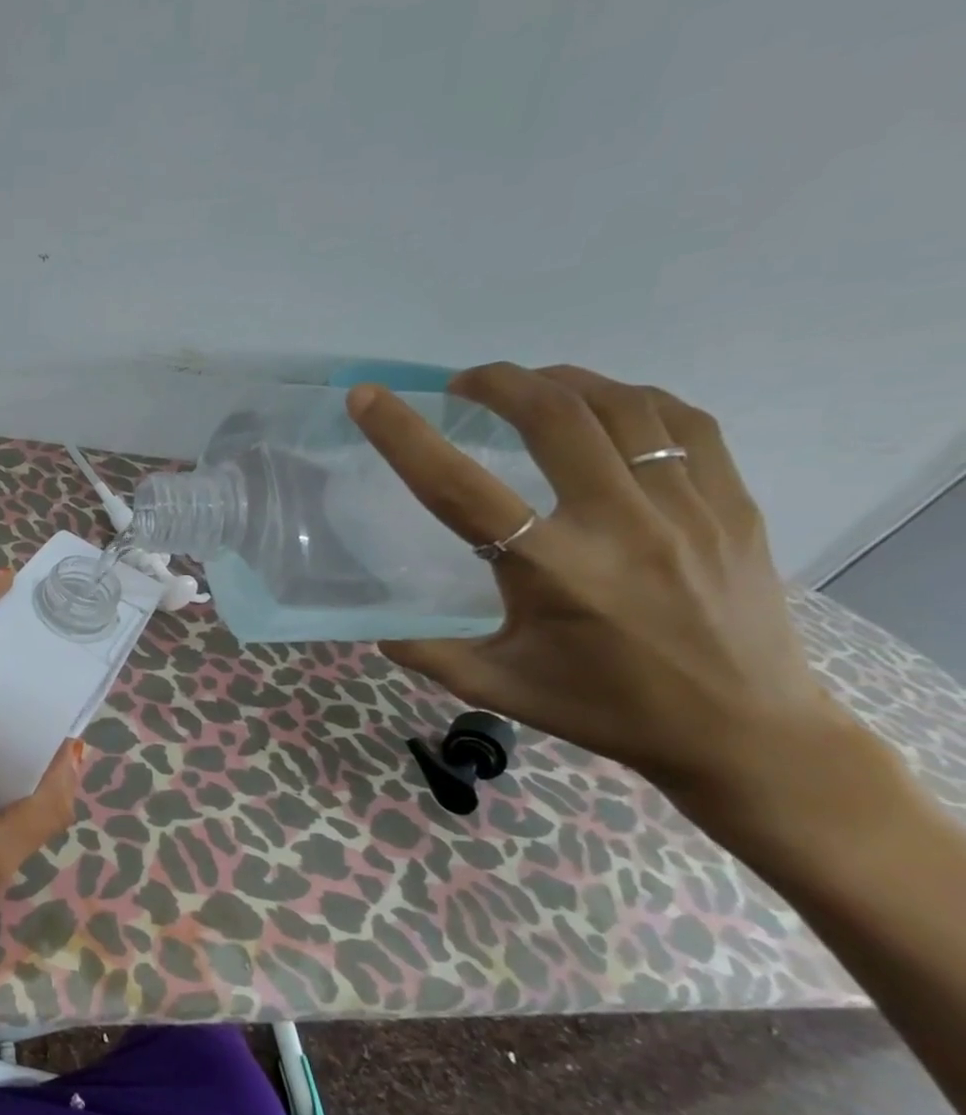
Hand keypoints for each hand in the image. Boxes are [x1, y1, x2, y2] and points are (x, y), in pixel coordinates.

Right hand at [348, 364, 852, 804]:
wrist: (745, 733)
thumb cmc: (606, 709)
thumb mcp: (499, 687)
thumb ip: (429, 654)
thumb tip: (377, 630)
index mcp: (551, 572)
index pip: (459, 488)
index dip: (404, 436)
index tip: (369, 397)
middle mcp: (618, 526)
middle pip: (553, 418)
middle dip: (498, 383)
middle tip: (463, 384)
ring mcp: (685, 508)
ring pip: (622, 407)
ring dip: (563, 381)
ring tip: (529, 386)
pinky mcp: (731, 505)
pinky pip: (683, 423)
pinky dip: (632, 399)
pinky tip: (606, 407)